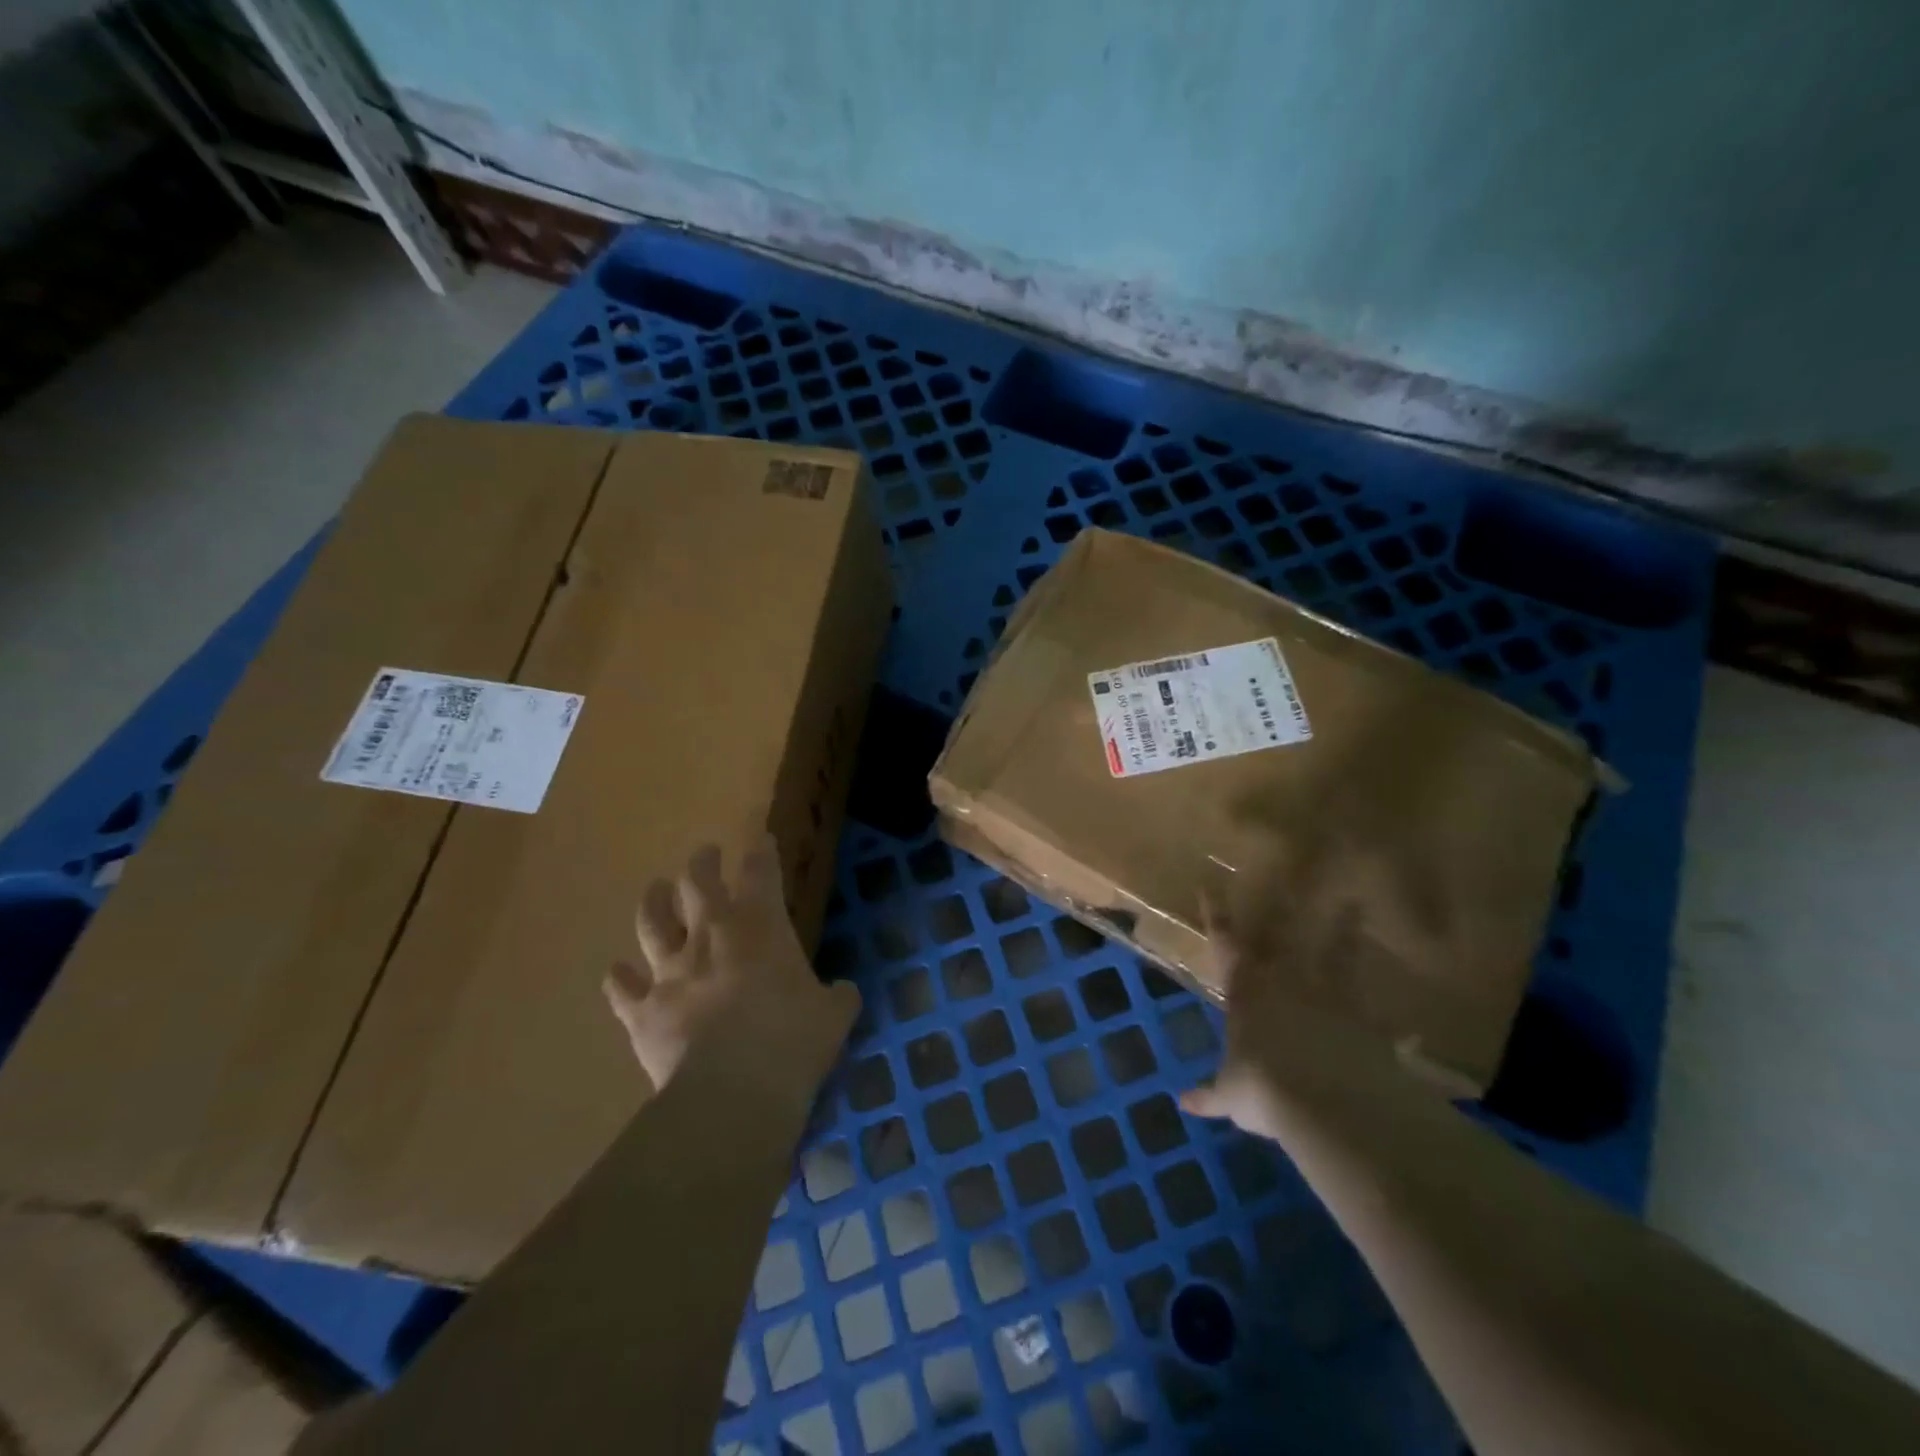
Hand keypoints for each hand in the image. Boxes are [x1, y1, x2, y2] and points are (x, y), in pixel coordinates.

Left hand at [603, 835, 860, 1094]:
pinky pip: (621, 989)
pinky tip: (617, 973)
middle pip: (697, 882)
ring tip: (655, 890)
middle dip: (702, 863)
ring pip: (651, 923)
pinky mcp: (642, 1011)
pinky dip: (619, 979)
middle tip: (705, 854)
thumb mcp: (833, 1016)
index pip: (760, 872)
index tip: (760, 841)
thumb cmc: (792, 1041)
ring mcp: (670, 971)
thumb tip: (842, 991)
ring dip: (653, 903)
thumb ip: (838, 996)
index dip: (761, 853)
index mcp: (760, 927)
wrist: (731, 1093)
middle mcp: (710, 936)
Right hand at [1178, 900, 1410, 1140]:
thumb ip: (1210, 1095)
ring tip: (1355, 907)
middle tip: (1292, 878)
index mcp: (1246, 992)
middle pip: (1283, 936)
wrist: (1328, 1103)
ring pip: (1336, 955)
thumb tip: (1183, 1102)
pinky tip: (1409, 1027)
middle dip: (1283, 908)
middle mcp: (1286, 983)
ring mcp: (1330, 997)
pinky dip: (1392, 1024)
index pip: (1225, 945)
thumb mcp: (1230, 1096)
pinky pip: (1378, 1015)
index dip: (1215, 917)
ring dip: (1345, 932)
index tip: (1209, 888)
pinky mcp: (1367, 1021)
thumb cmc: (1262, 1088)